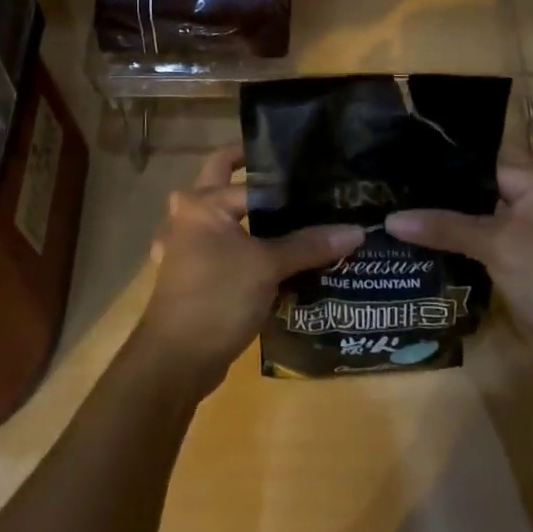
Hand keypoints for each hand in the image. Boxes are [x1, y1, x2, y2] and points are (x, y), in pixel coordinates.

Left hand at [131, 143, 364, 398]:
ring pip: (218, 216)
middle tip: (292, 175)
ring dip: (243, 213)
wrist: (176, 359)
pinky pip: (217, 248)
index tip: (315, 171)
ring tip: (285, 214)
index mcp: (202, 203)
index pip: (250, 178)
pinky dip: (238, 247)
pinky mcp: (189, 274)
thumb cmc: (218, 296)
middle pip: (221, 181)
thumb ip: (309, 245)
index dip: (284, 176)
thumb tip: (356, 230)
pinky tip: (263, 256)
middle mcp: (187, 216)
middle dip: (250, 173)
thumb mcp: (268, 266)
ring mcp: (183, 246)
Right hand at [385, 160, 532, 368]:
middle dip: (436, 189)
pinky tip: (419, 240)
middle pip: (475, 183)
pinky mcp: (520, 256)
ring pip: (475, 213)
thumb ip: (444, 226)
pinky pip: (481, 238)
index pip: (478, 156)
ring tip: (393, 208)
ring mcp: (528, 228)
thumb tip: (391, 220)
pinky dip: (456, 239)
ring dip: (443, 217)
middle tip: (386, 186)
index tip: (394, 158)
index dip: (439, 159)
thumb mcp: (498, 245)